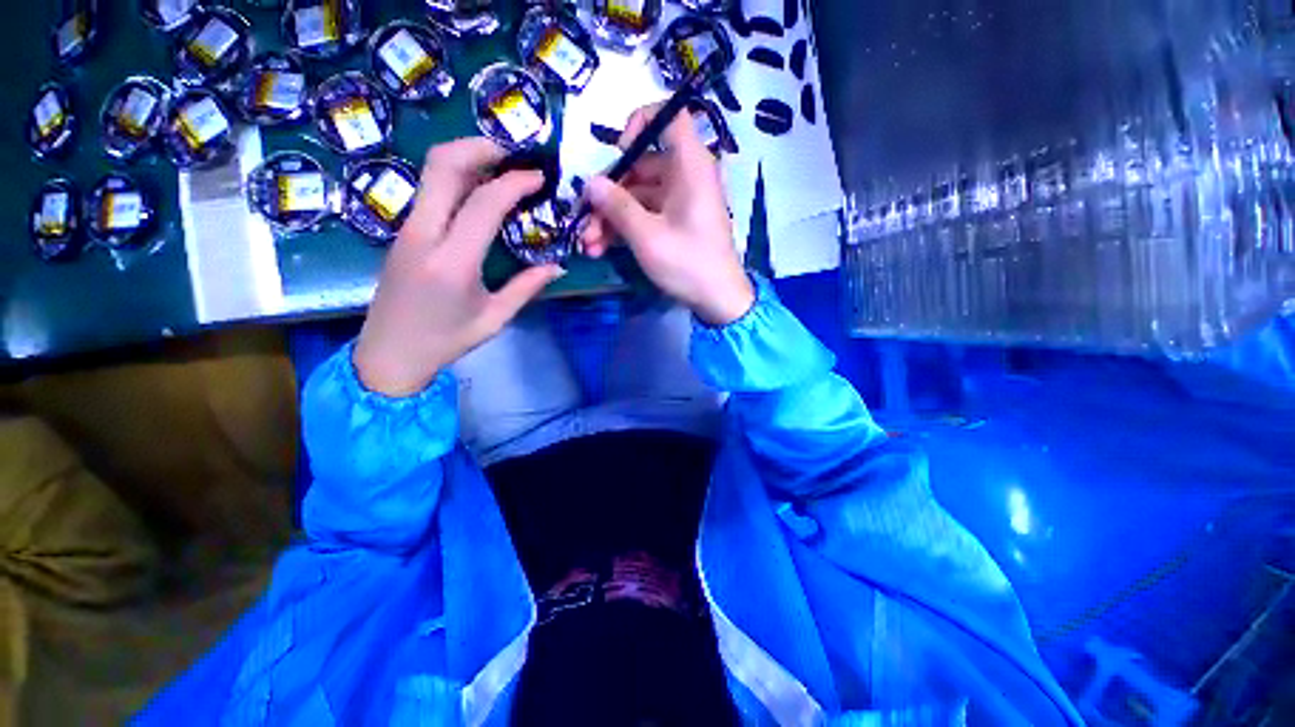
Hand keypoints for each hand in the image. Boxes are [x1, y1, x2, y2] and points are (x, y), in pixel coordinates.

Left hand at [353, 139, 565, 396]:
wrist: (388, 353)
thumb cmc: (445, 341)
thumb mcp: (494, 318)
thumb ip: (526, 288)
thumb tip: (557, 267)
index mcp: (452, 262)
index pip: (484, 203)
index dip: (514, 183)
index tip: (539, 177)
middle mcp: (424, 235)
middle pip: (443, 165)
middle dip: (480, 148)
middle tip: (513, 153)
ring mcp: (407, 229)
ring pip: (431, 171)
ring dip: (466, 157)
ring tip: (499, 164)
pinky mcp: (403, 232)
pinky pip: (430, 190)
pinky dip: (456, 177)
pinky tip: (479, 189)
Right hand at [580, 104, 753, 326]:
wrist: (718, 301)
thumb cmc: (688, 263)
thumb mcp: (648, 236)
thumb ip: (617, 206)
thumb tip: (590, 182)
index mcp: (690, 165)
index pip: (669, 116)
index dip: (640, 123)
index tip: (619, 153)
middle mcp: (685, 176)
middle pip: (640, 166)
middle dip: (608, 195)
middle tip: (584, 221)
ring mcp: (680, 202)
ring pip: (638, 196)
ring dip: (610, 218)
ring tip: (588, 246)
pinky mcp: (675, 223)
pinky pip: (645, 214)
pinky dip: (625, 229)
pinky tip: (601, 249)